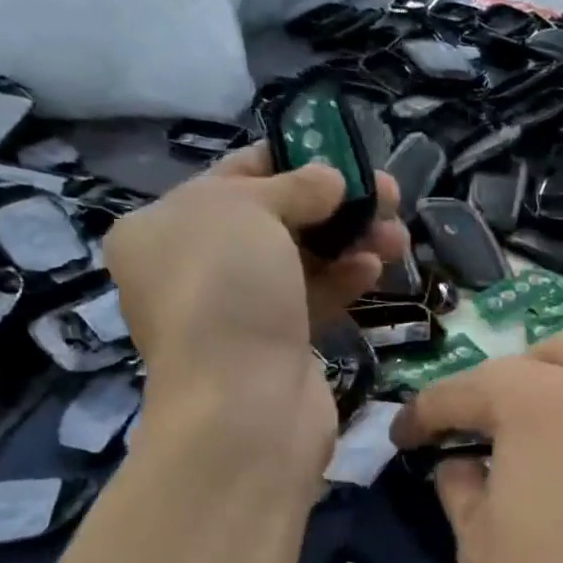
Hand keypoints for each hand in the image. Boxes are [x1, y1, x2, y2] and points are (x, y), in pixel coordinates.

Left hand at [104, 143, 405, 477]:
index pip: (235, 175)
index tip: (343, 156)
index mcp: (165, 226)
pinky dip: (346, 279)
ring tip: (398, 234)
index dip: (291, 159)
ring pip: (304, 260)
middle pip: (278, 217)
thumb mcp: (248, 211)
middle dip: (335, 203)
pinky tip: (376, 267)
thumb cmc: (227, 291)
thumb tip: (331, 180)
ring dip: (351, 240)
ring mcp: (239, 308)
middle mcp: (197, 266)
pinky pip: (316, 298)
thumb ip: (293, 186)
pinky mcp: (279, 343)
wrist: (243, 406)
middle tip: (387, 194)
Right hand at [392, 330, 562, 562]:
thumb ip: (459, 491)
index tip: (400, 437)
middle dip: (485, 387)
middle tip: (464, 433)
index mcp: (533, 401)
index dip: (423, 412)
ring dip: (538, 384)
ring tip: (516, 435)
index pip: (462, 390)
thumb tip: (458, 465)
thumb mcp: (481, 546)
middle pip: (525, 361)